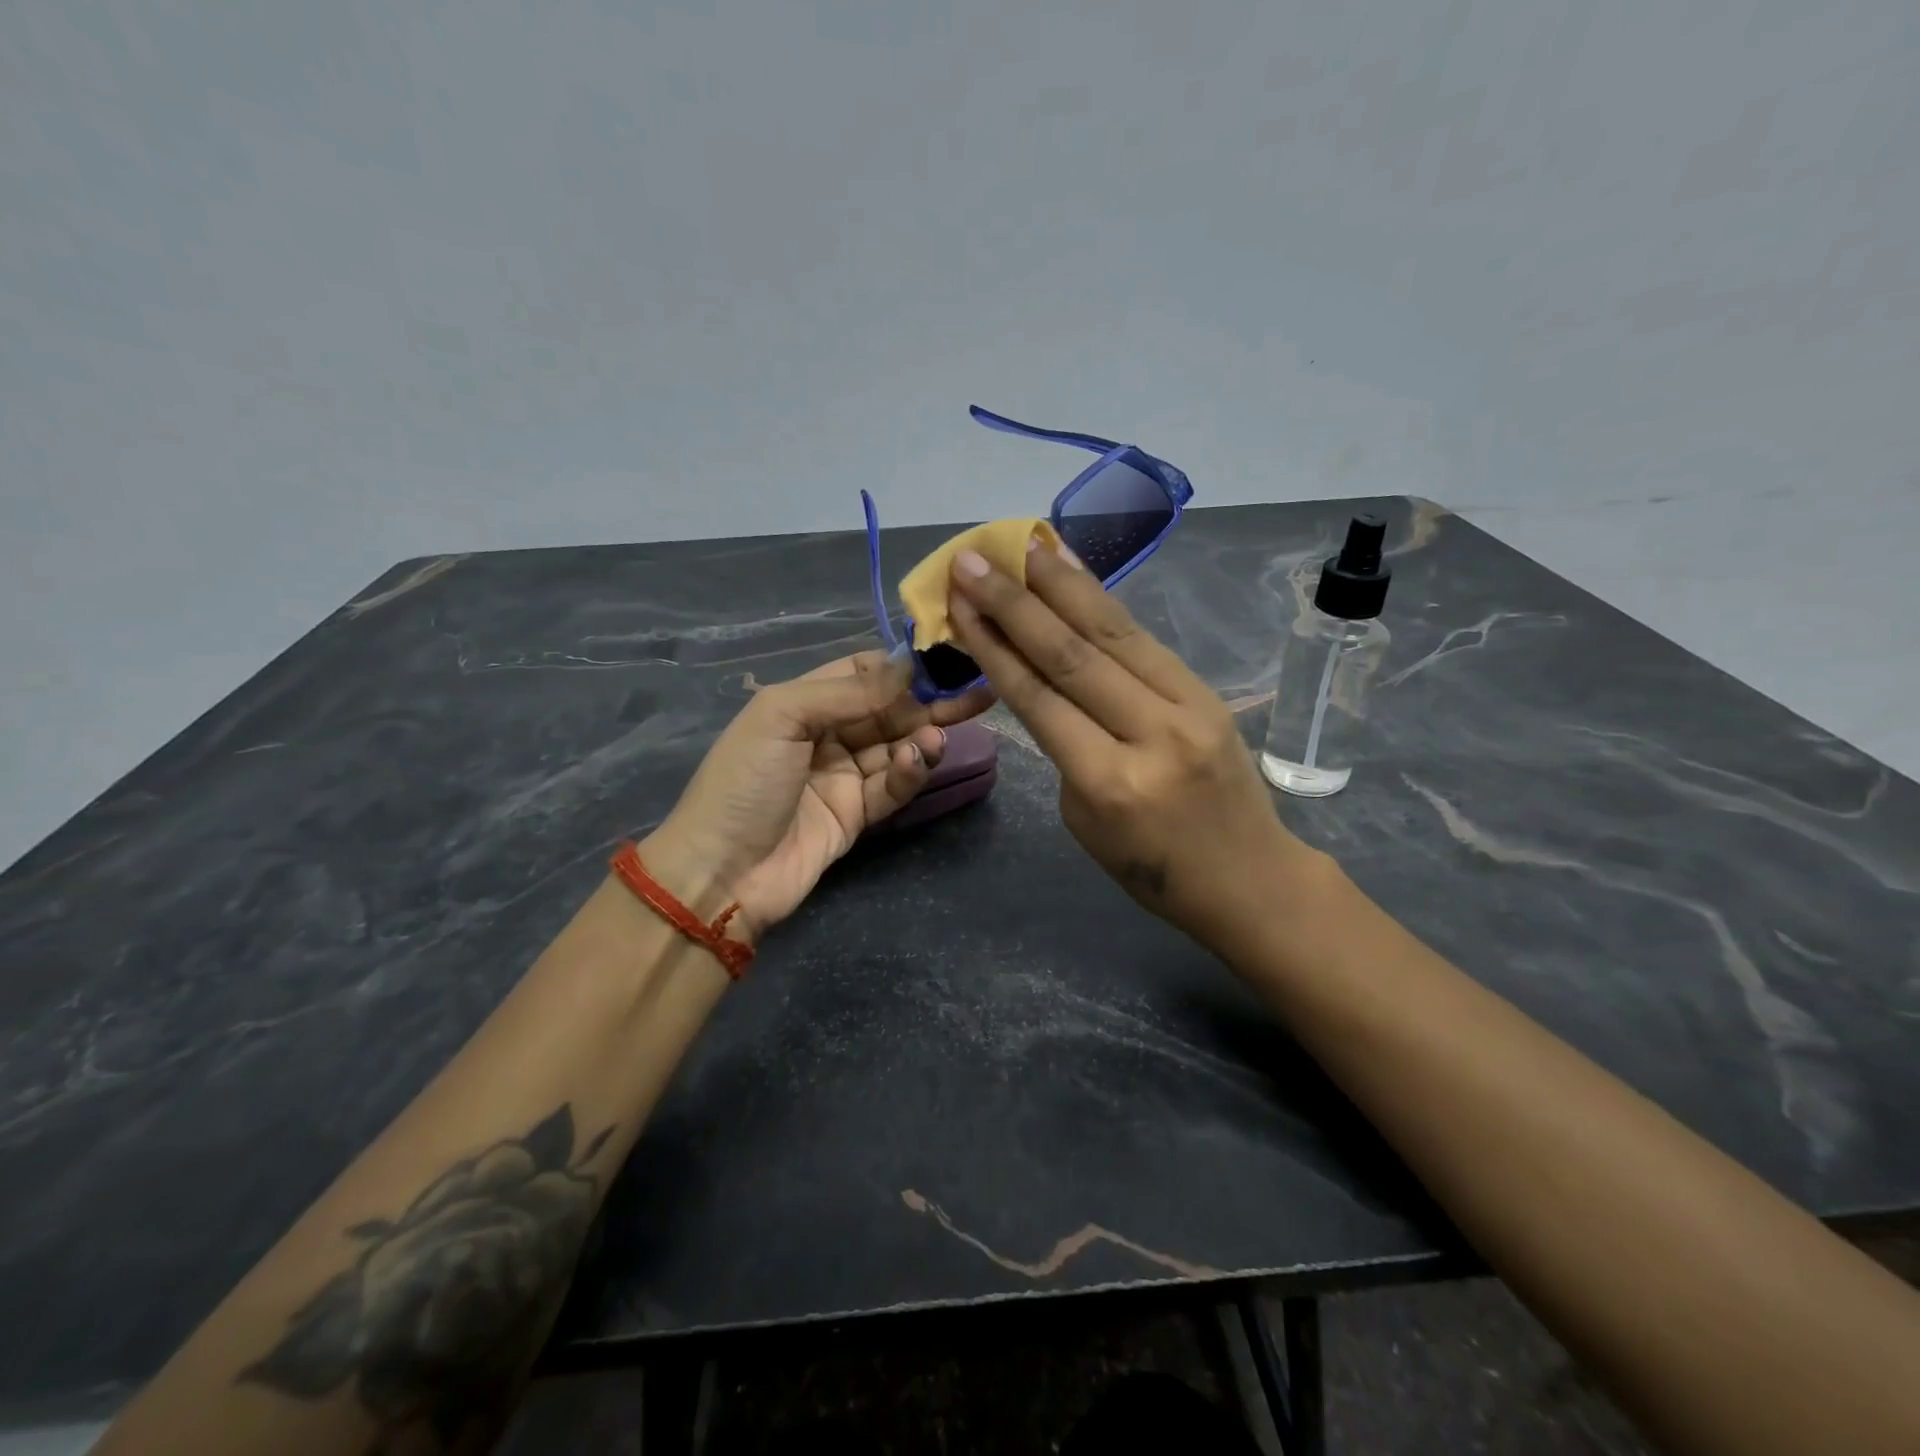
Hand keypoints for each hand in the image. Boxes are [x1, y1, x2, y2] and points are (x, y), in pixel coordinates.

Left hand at [644, 653, 992, 936]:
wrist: (722, 872)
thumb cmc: (744, 782)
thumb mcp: (782, 716)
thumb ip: (846, 691)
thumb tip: (907, 665)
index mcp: (802, 703)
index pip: (862, 673)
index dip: (901, 666)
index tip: (943, 658)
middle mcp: (826, 734)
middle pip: (888, 710)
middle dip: (929, 700)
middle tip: (976, 692)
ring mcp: (843, 776)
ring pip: (896, 747)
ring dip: (921, 737)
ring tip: (938, 735)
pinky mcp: (858, 815)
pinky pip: (892, 786)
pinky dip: (909, 772)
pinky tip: (918, 759)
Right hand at [946, 538, 1322, 946]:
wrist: (1249, 878)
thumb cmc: (1151, 868)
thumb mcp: (1084, 822)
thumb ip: (1066, 749)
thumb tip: (1048, 687)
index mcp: (1107, 784)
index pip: (1038, 699)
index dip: (993, 645)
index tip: (959, 603)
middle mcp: (1150, 735)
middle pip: (1071, 654)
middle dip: (1015, 603)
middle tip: (972, 561)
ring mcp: (1188, 706)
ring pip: (1113, 633)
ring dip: (1062, 584)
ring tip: (1022, 545)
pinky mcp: (1208, 691)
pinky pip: (1145, 640)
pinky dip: (1104, 602)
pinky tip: (1076, 573)